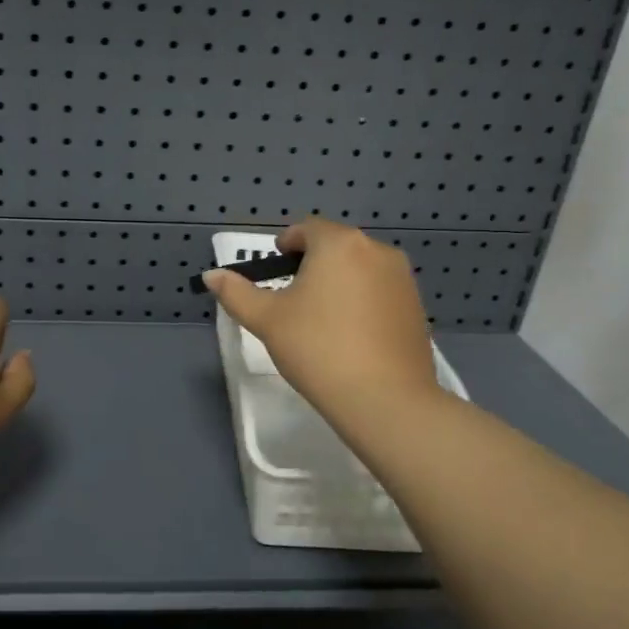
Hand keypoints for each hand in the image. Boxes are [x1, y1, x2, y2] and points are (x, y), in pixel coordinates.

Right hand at [204, 218, 436, 418]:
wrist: (385, 399)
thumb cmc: (317, 349)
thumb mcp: (266, 320)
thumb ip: (236, 292)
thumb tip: (211, 275)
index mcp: (339, 244)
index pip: (306, 229)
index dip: (285, 246)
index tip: (274, 272)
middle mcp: (376, 250)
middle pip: (335, 246)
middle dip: (312, 265)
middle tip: (292, 300)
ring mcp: (402, 278)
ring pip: (359, 269)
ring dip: (338, 282)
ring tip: (321, 321)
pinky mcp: (417, 306)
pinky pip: (380, 292)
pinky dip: (362, 302)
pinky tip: (351, 336)